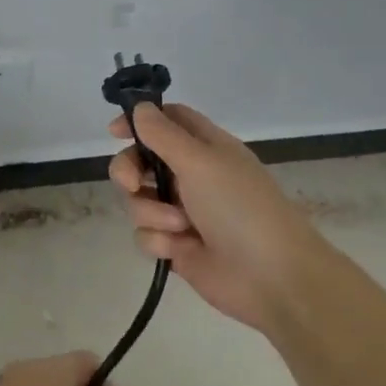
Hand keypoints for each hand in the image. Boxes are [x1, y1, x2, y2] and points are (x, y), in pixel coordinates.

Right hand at [109, 103, 335, 332]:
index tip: (115, 132)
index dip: (140, 121)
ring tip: (180, 226)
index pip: (167, 121)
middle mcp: (191, 176)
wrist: (271, 277)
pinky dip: (159, 241)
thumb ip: (164, 134)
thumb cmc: (240, 208)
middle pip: (141, 161)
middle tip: (133, 183)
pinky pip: (145, 234)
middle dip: (130, 171)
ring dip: (152, 212)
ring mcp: (182, 212)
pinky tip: (181, 249)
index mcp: (205, 148)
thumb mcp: (201, 161)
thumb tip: (139, 108)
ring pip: (138, 200)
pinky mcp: (175, 245)